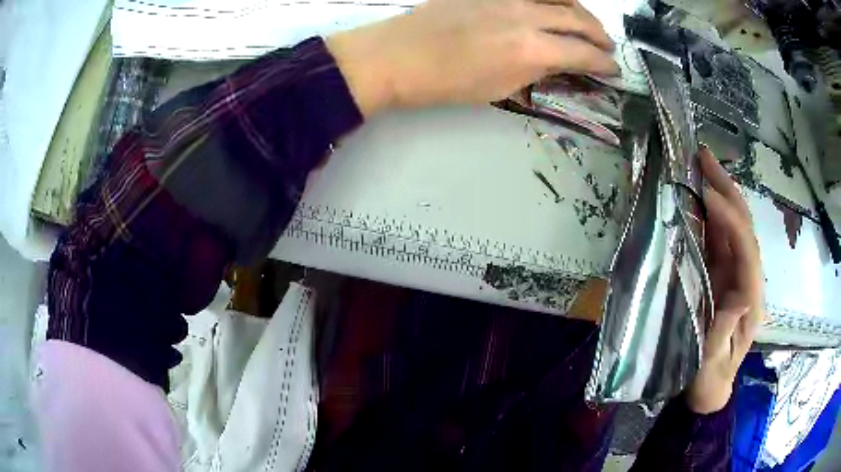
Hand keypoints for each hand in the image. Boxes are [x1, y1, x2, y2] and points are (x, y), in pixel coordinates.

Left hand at [327, 0, 617, 115]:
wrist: (401, 55)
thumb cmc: (448, 81)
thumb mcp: (500, 87)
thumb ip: (535, 70)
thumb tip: (558, 62)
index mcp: (532, 48)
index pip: (583, 53)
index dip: (604, 63)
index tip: (613, 70)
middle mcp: (527, 16)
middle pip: (578, 20)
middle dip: (600, 36)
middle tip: (608, 48)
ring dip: (582, 12)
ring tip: (589, 25)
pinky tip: (556, 5)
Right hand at [686, 147, 765, 413]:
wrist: (710, 387)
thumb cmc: (710, 379)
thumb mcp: (712, 366)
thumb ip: (724, 333)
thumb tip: (741, 295)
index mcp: (751, 299)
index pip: (746, 248)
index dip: (730, 218)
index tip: (706, 192)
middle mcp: (748, 278)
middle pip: (743, 225)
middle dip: (727, 189)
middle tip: (704, 157)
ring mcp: (735, 274)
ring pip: (731, 225)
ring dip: (717, 192)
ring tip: (699, 165)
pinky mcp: (723, 274)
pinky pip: (718, 238)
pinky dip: (708, 213)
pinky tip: (695, 195)